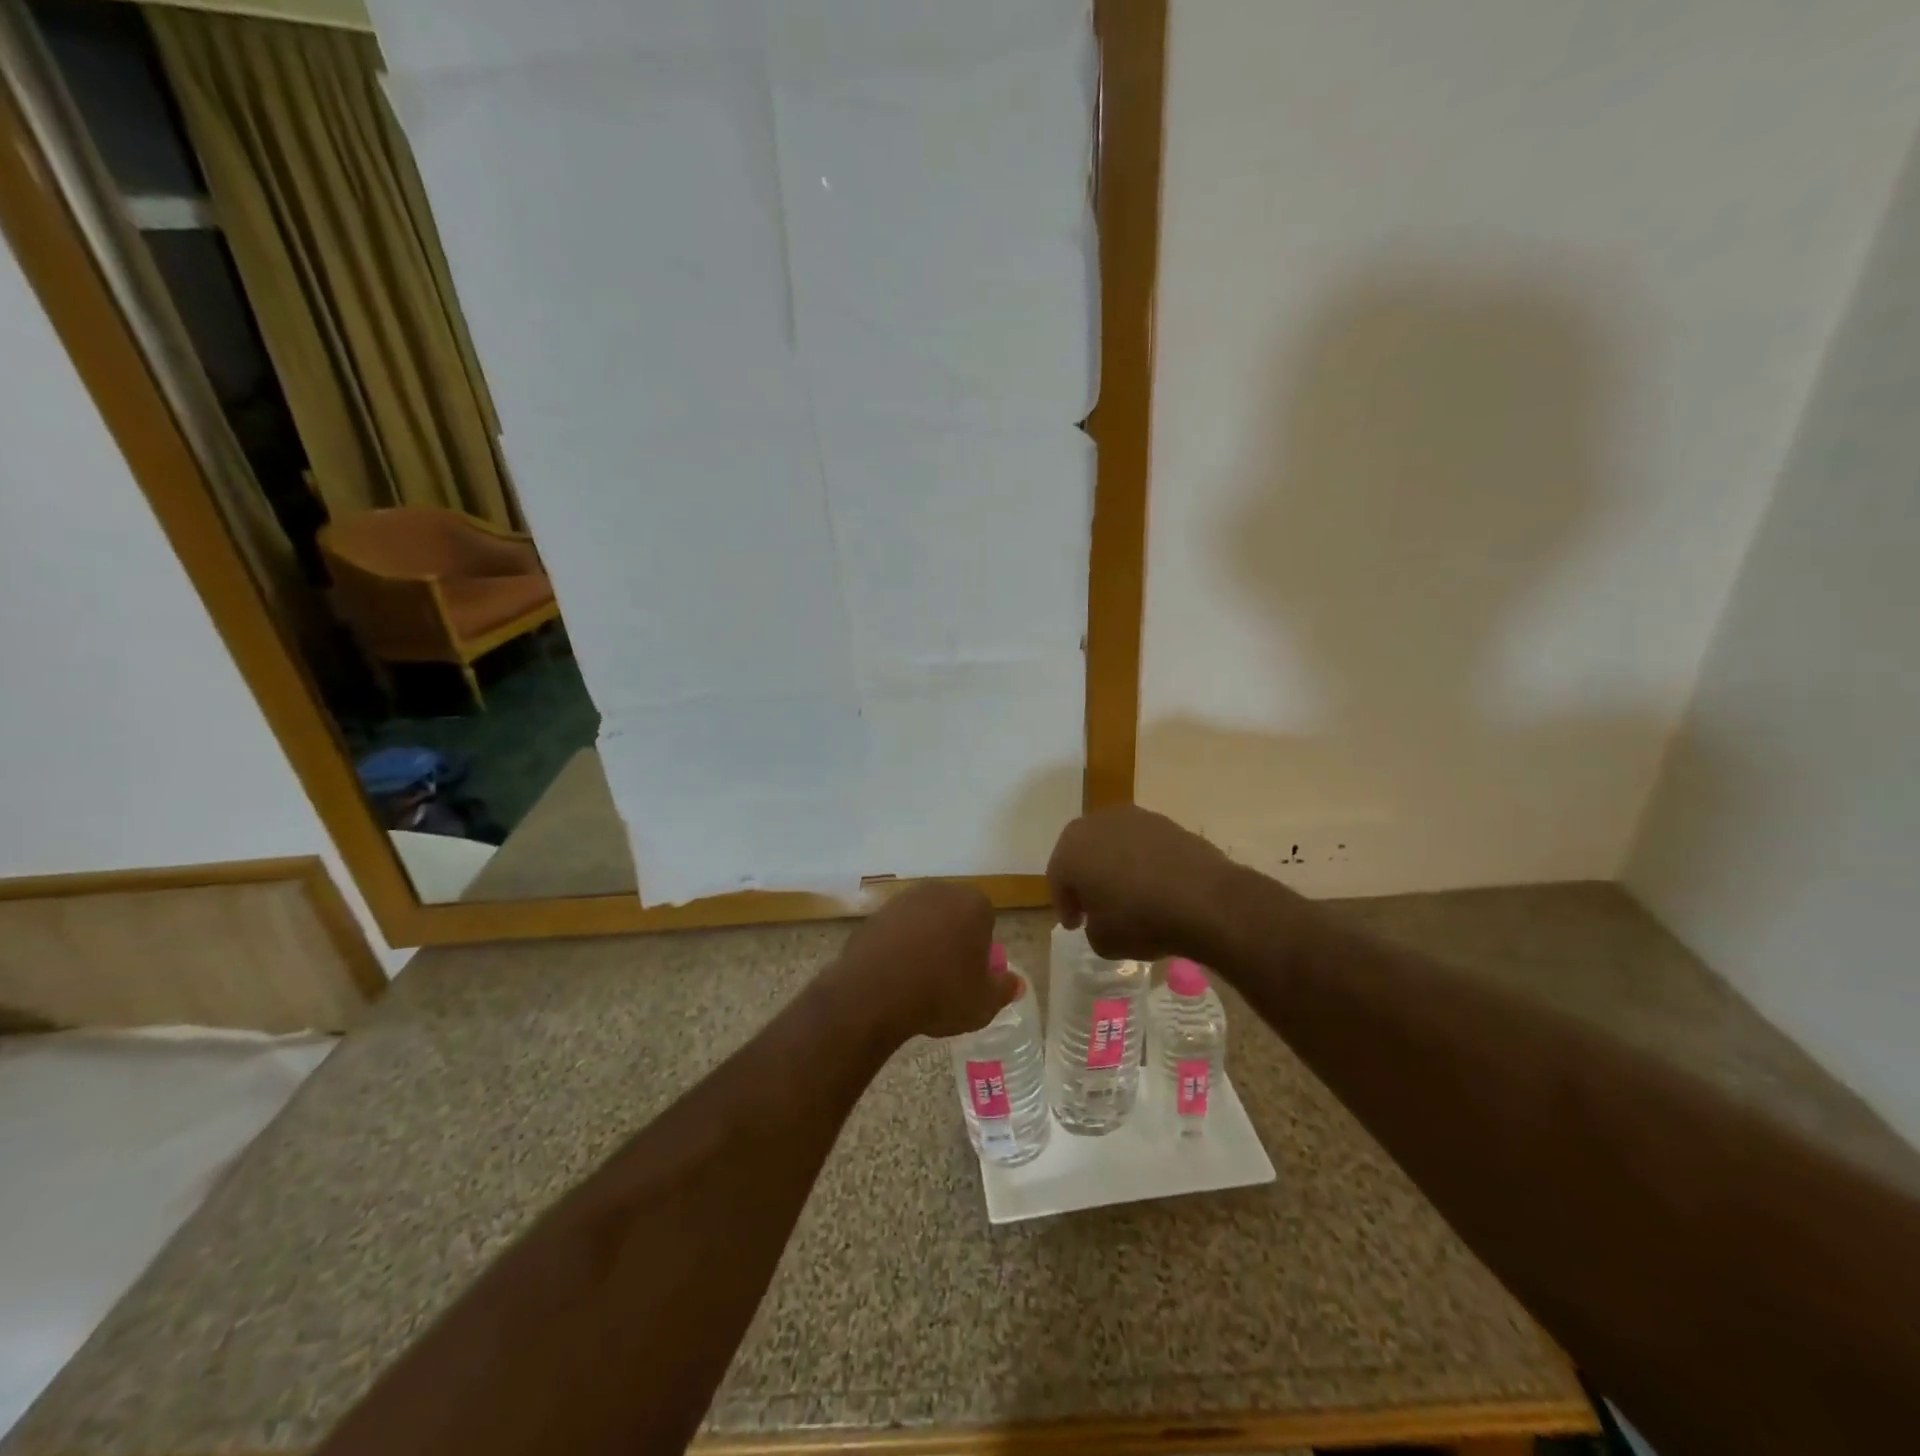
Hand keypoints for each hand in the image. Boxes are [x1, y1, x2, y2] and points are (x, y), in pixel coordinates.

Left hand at [827, 882, 1016, 1041]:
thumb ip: (1004, 989)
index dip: (981, 948)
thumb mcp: (983, 1003)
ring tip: (919, 979)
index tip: (973, 974)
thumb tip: (1016, 983)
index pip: (986, 920)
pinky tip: (895, 975)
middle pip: (954, 915)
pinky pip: (897, 930)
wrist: (874, 993)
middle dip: (954, 939)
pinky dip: (898, 947)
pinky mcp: (876, 914)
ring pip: (924, 920)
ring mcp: (904, 899)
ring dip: (925, 942)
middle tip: (948, 977)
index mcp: (973, 903)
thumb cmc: (940, 993)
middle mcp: (939, 891)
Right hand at [1047, 805, 1235, 961]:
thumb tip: (1101, 919)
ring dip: (1114, 866)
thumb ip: (1092, 927)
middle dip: (1086, 878)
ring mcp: (1133, 818)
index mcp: (1071, 849)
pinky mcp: (1166, 822)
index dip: (1064, 904)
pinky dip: (1143, 862)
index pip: (1058, 878)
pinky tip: (1155, 885)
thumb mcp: (1103, 942)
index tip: (1075, 925)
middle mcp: (1096, 824)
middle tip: (1094, 906)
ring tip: (1128, 894)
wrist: (1204, 899)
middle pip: (1082, 852)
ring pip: (1113, 844)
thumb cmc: (1140, 920)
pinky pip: (1143, 844)